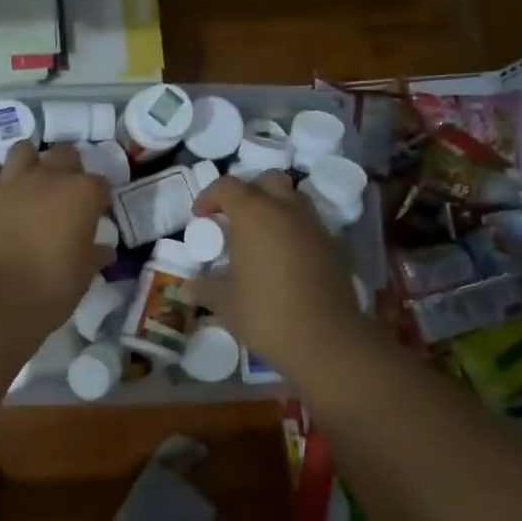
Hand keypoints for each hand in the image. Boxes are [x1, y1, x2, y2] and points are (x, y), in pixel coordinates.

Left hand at [0, 142, 112, 330]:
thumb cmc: (53, 286)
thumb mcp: (85, 273)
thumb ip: (96, 254)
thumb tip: (105, 251)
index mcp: (82, 193)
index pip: (99, 184)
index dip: (98, 199)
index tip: (95, 215)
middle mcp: (48, 177)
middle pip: (64, 155)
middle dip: (68, 169)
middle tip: (64, 194)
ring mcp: (11, 182)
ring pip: (23, 151)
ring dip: (30, 164)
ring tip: (30, 185)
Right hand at [191, 173, 368, 377]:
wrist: (326, 339)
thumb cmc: (265, 313)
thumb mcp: (224, 302)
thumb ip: (204, 288)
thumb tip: (187, 287)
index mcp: (254, 213)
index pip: (227, 186)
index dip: (209, 196)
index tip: (200, 217)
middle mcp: (286, 209)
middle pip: (267, 181)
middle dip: (248, 192)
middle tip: (234, 219)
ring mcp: (314, 225)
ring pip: (293, 199)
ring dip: (274, 208)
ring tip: (260, 237)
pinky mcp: (334, 245)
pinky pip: (309, 224)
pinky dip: (294, 230)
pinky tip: (284, 259)